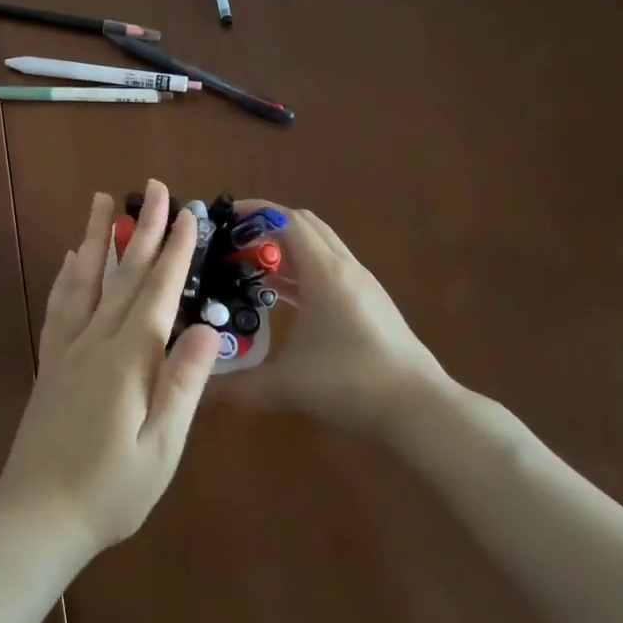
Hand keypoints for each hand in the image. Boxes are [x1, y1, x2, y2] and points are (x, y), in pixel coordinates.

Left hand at [0, 182, 221, 558]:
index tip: (187, 215)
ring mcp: (67, 349)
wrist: (35, 516)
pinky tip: (70, 258)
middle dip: (143, 229)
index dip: (175, 252)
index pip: (158, 292)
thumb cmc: (110, 490)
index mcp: (129, 359)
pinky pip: (59, 307)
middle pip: (123, 275)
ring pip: (85, 280)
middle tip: (154, 188)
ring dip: (96, 237)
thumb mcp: (160, 447)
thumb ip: (183, 384)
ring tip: (102, 201)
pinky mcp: (50, 363)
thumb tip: (208, 328)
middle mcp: (96, 341)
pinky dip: (67, 276)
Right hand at [226, 204, 452, 437]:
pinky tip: (285, 297)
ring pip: (320, 246)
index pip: (286, 220)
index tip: (224, 218)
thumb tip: (202, 390)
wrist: (419, 410)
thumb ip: (238, 386)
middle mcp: (344, 268)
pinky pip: (330, 269)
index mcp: (324, 272)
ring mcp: (362, 284)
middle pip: (304, 225)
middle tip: (234, 243)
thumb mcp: (285, 385)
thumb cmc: (350, 384)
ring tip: (251, 267)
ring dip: (287, 248)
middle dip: (267, 226)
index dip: (254, 212)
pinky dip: (304, 269)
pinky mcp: (371, 303)